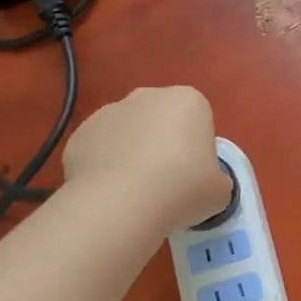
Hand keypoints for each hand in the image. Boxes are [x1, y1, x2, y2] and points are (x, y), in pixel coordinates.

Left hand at [62, 86, 230, 235]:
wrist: (121, 204)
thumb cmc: (183, 189)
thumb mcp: (220, 190)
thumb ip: (216, 180)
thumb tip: (206, 184)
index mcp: (188, 100)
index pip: (199, 119)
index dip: (198, 148)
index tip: (195, 175)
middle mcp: (147, 96)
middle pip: (161, 119)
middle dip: (163, 143)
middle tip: (168, 183)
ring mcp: (109, 112)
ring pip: (128, 133)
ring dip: (132, 154)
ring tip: (136, 193)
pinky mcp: (80, 135)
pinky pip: (100, 150)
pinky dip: (105, 167)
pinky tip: (111, 194)